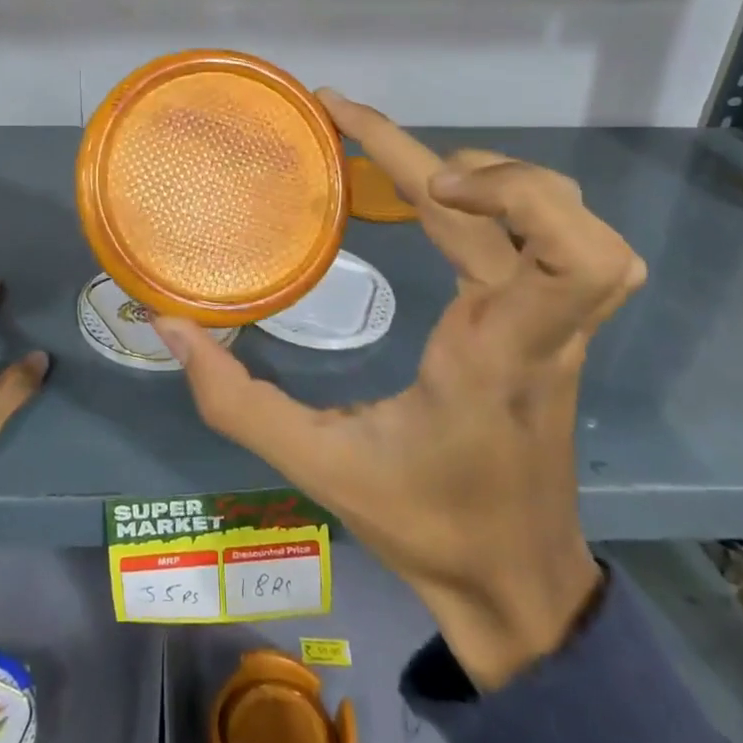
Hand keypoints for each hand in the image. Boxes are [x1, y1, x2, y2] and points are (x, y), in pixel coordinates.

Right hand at [156, 93, 644, 690]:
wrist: (515, 583)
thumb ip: (236, 400)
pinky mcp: (551, 324)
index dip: (513, 191)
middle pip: (560, 211)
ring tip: (417, 174)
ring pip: (572, 214)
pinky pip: (552, 238)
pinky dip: (506, 200)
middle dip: (477, 165)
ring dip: (501, 177)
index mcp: (499, 353)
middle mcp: (541, 326)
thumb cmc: (427, 526)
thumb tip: (170, 327)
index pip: (569, 256)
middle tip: (388, 159)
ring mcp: (557, 322)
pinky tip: (441, 204)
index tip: (428, 183)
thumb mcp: (318, 467)